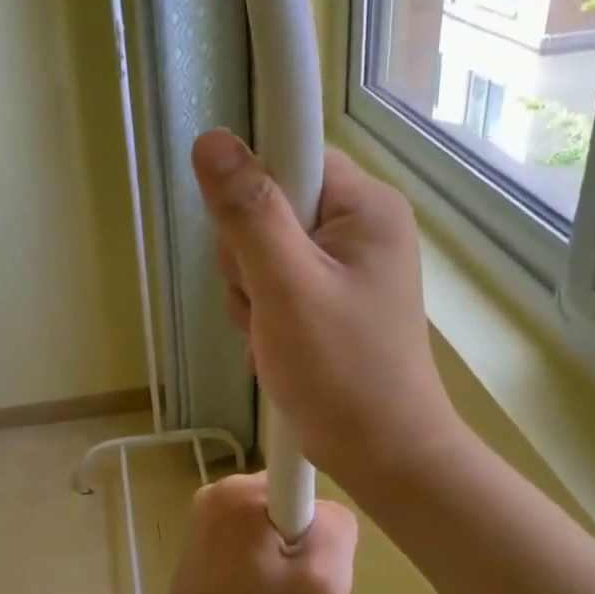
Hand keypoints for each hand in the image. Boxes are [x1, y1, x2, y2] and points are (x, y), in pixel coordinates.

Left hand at [160, 473, 356, 593]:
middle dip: (303, 547)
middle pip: (286, 509)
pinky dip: (263, 577)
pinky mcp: (197, 554)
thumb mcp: (325, 576)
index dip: (318, 523)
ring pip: (270, 534)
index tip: (312, 562)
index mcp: (236, 493)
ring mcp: (200, 526)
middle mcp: (212, 498)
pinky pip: (249, 551)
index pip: (301, 481)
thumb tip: (324, 514)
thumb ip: (337, 525)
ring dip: (285, 567)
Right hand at [191, 129, 457, 491]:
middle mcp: (359, 225)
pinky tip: (278, 348)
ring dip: (253, 296)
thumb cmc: (342, 373)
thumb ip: (249, 213)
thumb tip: (212, 139)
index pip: (290, 155)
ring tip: (276, 337)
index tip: (251, 243)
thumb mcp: (287, 288)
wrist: (383, 454)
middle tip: (270, 307)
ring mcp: (344, 264)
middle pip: (268, 207)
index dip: (255, 193)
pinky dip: (265, 317)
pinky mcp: (330, 297)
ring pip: (261, 252)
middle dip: (250, 262)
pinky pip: (273, 285)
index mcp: (365, 207)